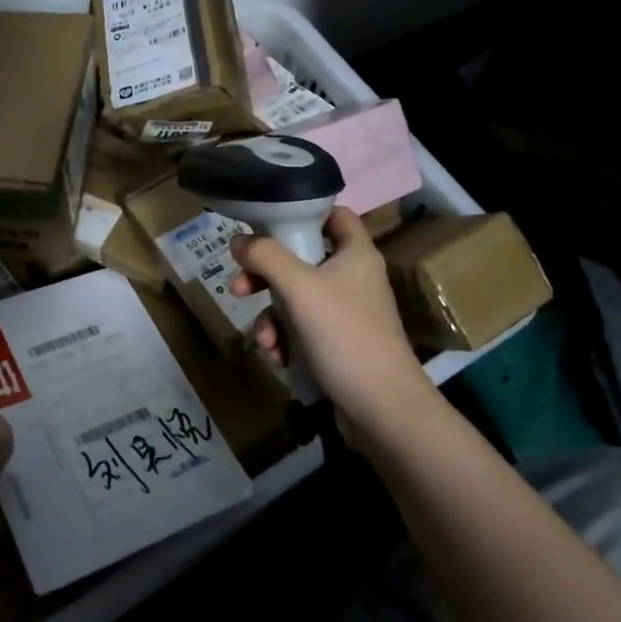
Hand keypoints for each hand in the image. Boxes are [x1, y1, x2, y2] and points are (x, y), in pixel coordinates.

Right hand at [230, 206, 439, 440]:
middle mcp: (353, 277)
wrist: (381, 409)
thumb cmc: (344, 335)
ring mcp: (346, 313)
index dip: (302, 213)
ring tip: (265, 341)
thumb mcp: (299, 288)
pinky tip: (277, 358)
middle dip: (265, 276)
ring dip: (271, 318)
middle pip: (300, 260)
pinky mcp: (338, 344)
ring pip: (295, 299)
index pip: (333, 214)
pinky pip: (301, 330)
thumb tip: (239, 240)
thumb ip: (265, 256)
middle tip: (239, 288)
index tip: (267, 225)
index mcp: (355, 253)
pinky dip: (285, 340)